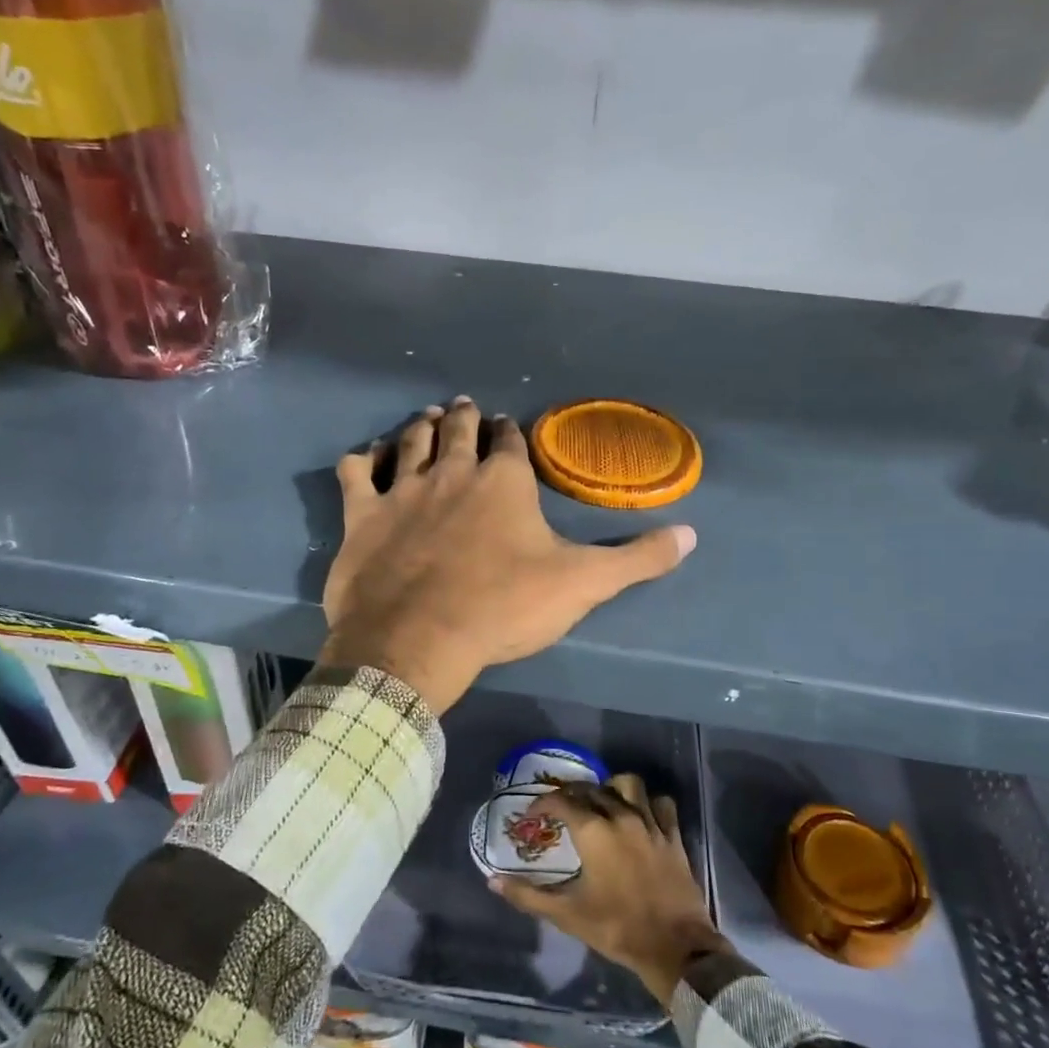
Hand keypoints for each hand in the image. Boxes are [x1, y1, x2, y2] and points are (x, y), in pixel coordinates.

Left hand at [322, 397, 695, 713]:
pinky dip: (361, 460)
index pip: (510, 442)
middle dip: (465, 417)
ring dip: (421, 426)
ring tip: (428, 417)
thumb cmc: (503, 607)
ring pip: (410, 440)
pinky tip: (363, 458)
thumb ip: (638, 559)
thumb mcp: (582, 585)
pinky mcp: (363, 515)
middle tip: (465, 408)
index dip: (510, 432)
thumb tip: (692, 535)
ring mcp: (402, 490)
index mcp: (503, 482)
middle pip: (459, 431)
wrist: (418, 640)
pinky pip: (356, 473)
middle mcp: (452, 472)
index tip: (507, 426)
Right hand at [492, 774, 729, 1006]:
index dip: (542, 804)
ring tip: (603, 804)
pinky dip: (649, 803)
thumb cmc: (616, 928)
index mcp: (593, 831)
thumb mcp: (567, 915)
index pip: (561, 801)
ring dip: (612, 788)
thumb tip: (493, 881)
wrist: (674, 946)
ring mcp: (650, 823)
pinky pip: (662, 804)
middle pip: (592, 789)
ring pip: (629, 784)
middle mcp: (621, 816)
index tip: (532, 816)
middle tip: (562, 811)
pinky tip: (641, 816)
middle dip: (572, 795)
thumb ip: (528, 895)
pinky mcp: (673, 835)